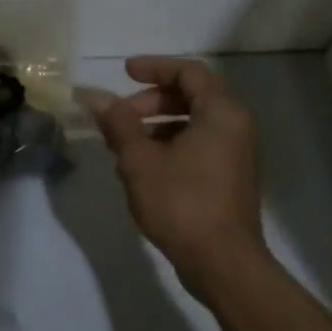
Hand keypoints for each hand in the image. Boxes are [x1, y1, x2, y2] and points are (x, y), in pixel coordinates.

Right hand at [82, 55, 266, 299]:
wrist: (223, 263)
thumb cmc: (182, 203)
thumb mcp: (140, 160)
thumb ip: (118, 123)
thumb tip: (94, 96)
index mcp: (221, 113)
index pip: (189, 72)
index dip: (155, 67)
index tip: (125, 73)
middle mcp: (235, 127)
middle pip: (192, 96)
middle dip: (151, 101)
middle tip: (120, 116)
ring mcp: (236, 154)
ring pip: (193, 124)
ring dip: (156, 126)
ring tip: (123, 146)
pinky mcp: (230, 178)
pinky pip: (199, 146)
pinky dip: (171, 146)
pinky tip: (142, 169)